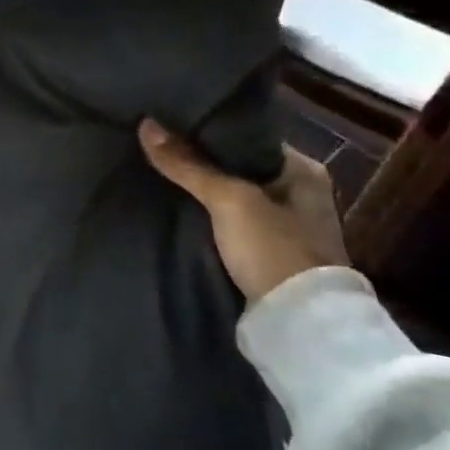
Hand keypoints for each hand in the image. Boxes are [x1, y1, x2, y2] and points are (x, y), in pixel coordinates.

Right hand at [138, 119, 346, 302]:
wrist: (301, 325)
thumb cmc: (273, 248)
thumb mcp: (228, 200)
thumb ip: (187, 164)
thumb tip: (146, 123)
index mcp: (303, 170)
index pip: (247, 137)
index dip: (209, 131)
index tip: (170, 124)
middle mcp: (299, 193)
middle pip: (237, 166)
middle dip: (201, 162)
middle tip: (157, 147)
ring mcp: (286, 226)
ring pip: (231, 196)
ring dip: (202, 191)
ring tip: (157, 173)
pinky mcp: (268, 254)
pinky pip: (229, 222)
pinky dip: (206, 216)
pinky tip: (175, 208)